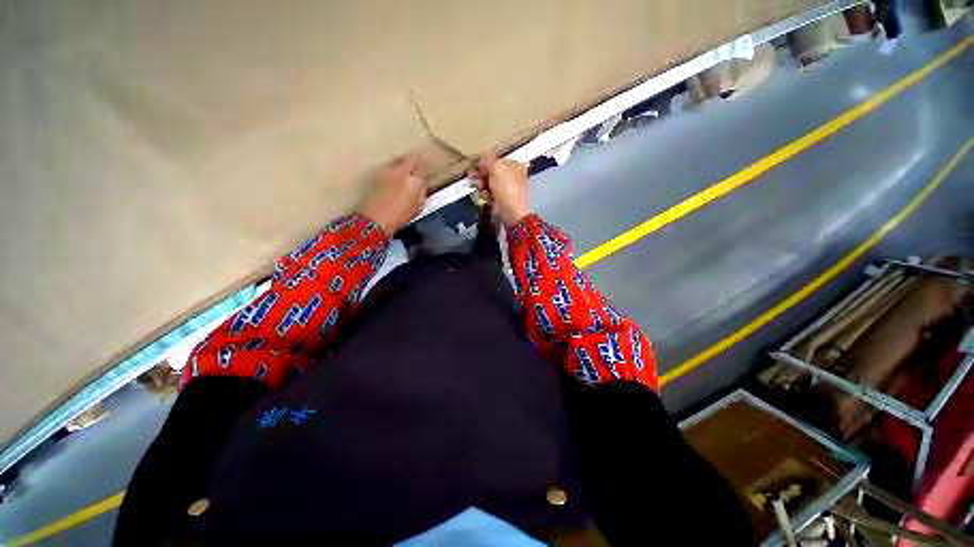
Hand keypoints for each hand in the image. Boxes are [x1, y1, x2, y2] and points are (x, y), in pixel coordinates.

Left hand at [359, 155, 426, 233]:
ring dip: (403, 163)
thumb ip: (422, 192)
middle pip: (411, 158)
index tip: (425, 175)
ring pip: (399, 159)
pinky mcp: (376, 174)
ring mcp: (386, 171)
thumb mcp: (418, 207)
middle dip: (415, 162)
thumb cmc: (397, 217)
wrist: (375, 220)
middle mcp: (400, 172)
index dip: (425, 172)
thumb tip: (422, 183)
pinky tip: (393, 176)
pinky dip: (393, 168)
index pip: (423, 168)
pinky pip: (388, 165)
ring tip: (405, 172)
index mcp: (413, 182)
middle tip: (417, 169)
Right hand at [469, 155, 529, 225]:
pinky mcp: (500, 199)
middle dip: (481, 175)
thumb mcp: (496, 167)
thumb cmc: (506, 186)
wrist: (510, 210)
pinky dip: (486, 195)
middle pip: (491, 172)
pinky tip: (486, 197)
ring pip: (488, 183)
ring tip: (481, 188)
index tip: (476, 166)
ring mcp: (506, 189)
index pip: (496, 160)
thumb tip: (482, 159)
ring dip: (482, 185)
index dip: (485, 163)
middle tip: (472, 177)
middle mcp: (511, 176)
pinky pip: (489, 194)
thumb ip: (487, 160)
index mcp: (514, 165)